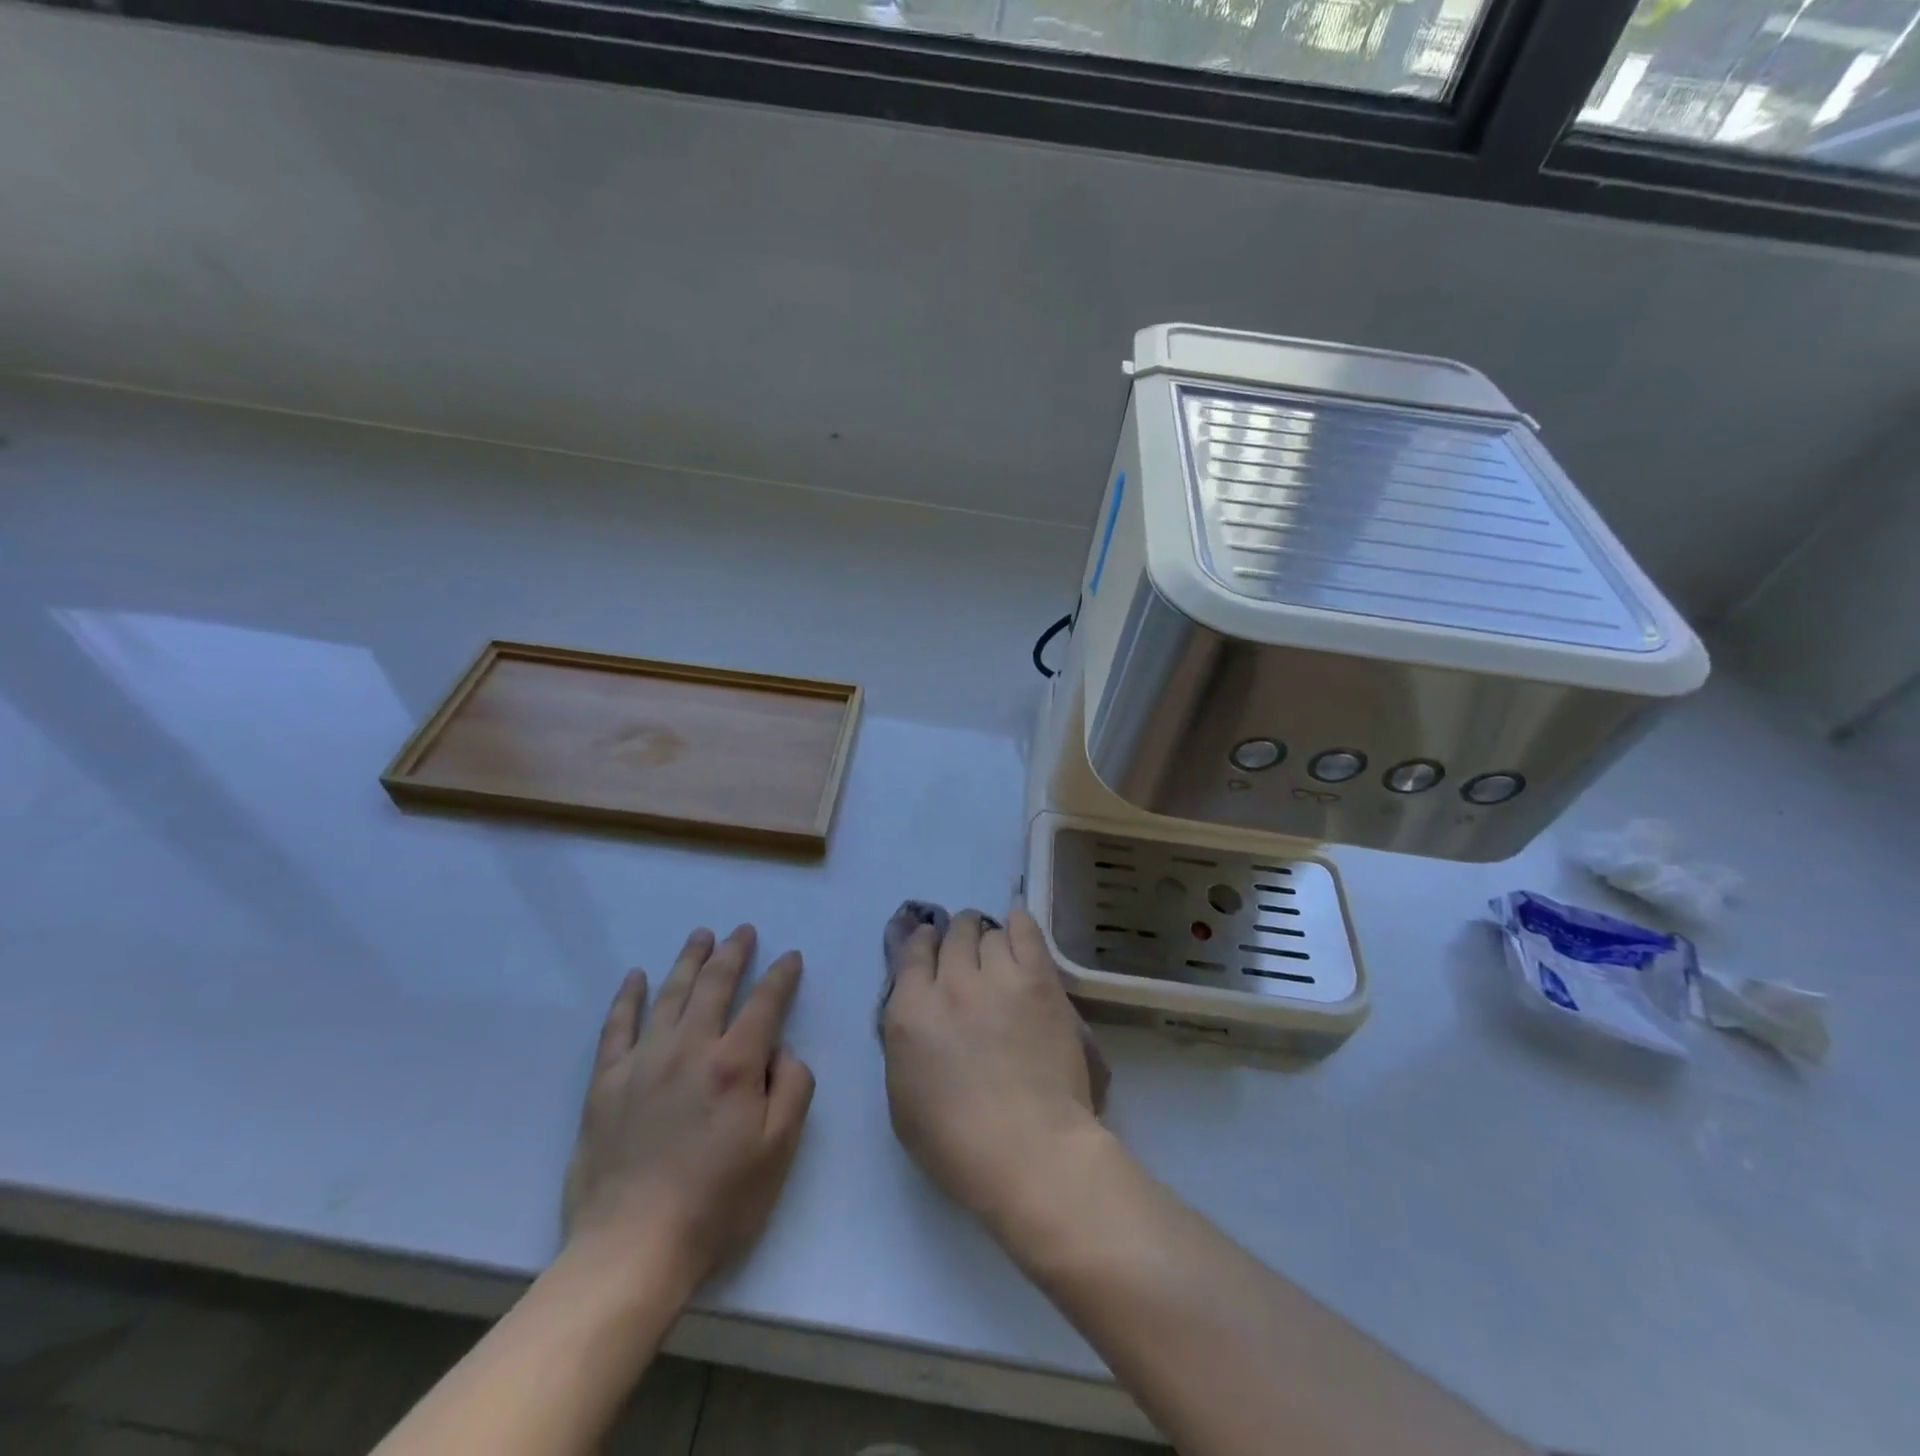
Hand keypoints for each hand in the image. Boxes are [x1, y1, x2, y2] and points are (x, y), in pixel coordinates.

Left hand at [562, 925, 814, 1295]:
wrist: (631, 1249)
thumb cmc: (716, 1203)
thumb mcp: (778, 1151)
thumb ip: (792, 1088)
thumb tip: (781, 1050)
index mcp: (735, 1064)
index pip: (765, 1003)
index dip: (781, 976)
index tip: (790, 957)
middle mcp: (690, 1048)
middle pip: (715, 985)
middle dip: (733, 952)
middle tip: (743, 930)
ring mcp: (643, 1061)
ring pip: (670, 994)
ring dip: (688, 960)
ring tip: (700, 935)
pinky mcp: (607, 1082)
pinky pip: (617, 1026)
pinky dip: (627, 997)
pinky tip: (635, 976)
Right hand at [880, 908, 1105, 1223]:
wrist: (1030, 1150)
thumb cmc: (957, 1144)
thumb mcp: (902, 1098)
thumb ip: (906, 1041)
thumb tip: (917, 1011)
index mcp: (910, 1011)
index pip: (912, 952)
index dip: (923, 945)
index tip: (932, 950)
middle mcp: (950, 982)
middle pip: (953, 935)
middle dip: (958, 939)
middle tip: (969, 955)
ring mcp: (997, 976)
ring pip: (989, 932)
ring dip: (989, 940)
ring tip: (998, 954)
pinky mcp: (1038, 979)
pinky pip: (1026, 931)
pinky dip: (1019, 924)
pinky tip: (1018, 924)